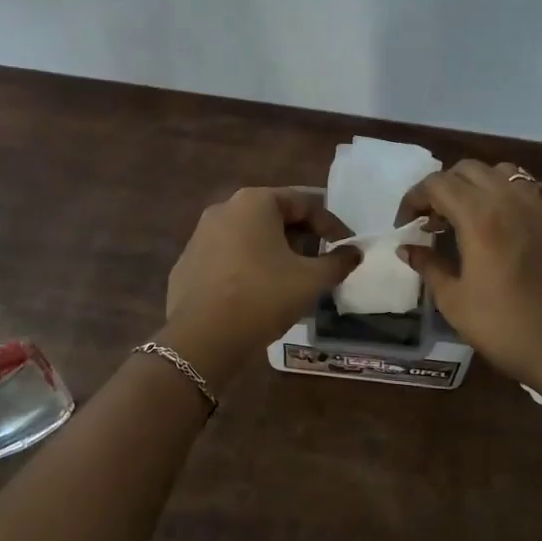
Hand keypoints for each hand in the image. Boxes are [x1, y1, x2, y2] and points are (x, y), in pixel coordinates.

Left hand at [162, 188, 360, 382]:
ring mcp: (200, 236)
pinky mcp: (188, 265)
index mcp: (254, 202)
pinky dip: (250, 268)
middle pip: (274, 216)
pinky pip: (229, 258)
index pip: (304, 202)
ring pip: (250, 237)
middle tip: (322, 261)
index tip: (347, 246)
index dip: (331, 224)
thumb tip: (354, 254)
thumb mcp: (310, 280)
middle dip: (302, 237)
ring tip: (294, 279)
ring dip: (276, 252)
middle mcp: (224, 209)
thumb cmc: (262, 297)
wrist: (201, 338)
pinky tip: (260, 293)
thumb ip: (337, 263)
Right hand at [397, 161, 541, 389]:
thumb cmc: (500, 326)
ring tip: (470, 213)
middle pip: (468, 170)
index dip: (414, 199)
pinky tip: (514, 214)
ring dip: (480, 184)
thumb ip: (427, 265)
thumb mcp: (452, 300)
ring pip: (505, 172)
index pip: (436, 184)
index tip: (405, 225)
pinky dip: (521, 192)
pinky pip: (541, 189)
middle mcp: (510, 201)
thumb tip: (407, 248)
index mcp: (479, 217)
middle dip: (443, 188)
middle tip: (433, 220)